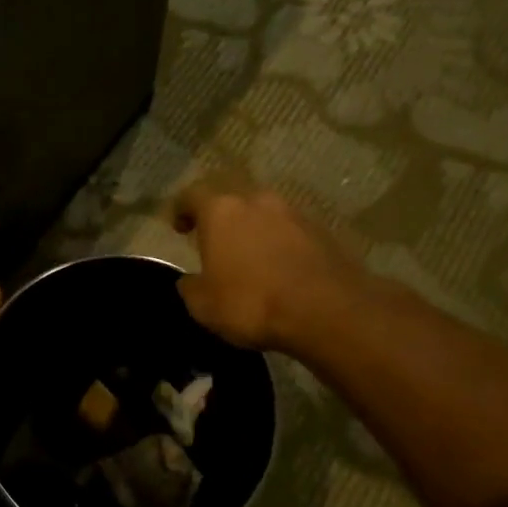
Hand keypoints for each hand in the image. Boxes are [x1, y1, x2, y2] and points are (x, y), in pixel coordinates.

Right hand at [172, 181, 368, 353]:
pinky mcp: (323, 232)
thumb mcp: (203, 305)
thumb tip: (190, 280)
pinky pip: (290, 231)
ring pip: (264, 212)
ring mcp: (294, 213)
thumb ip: (190, 287)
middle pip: (231, 197)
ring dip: (253, 227)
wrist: (329, 311)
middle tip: (213, 238)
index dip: (181, 209)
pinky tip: (279, 267)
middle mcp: (257, 201)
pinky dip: (279, 243)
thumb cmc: (252, 303)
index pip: (192, 195)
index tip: (178, 227)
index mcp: (221, 210)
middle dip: (219, 215)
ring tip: (248, 255)